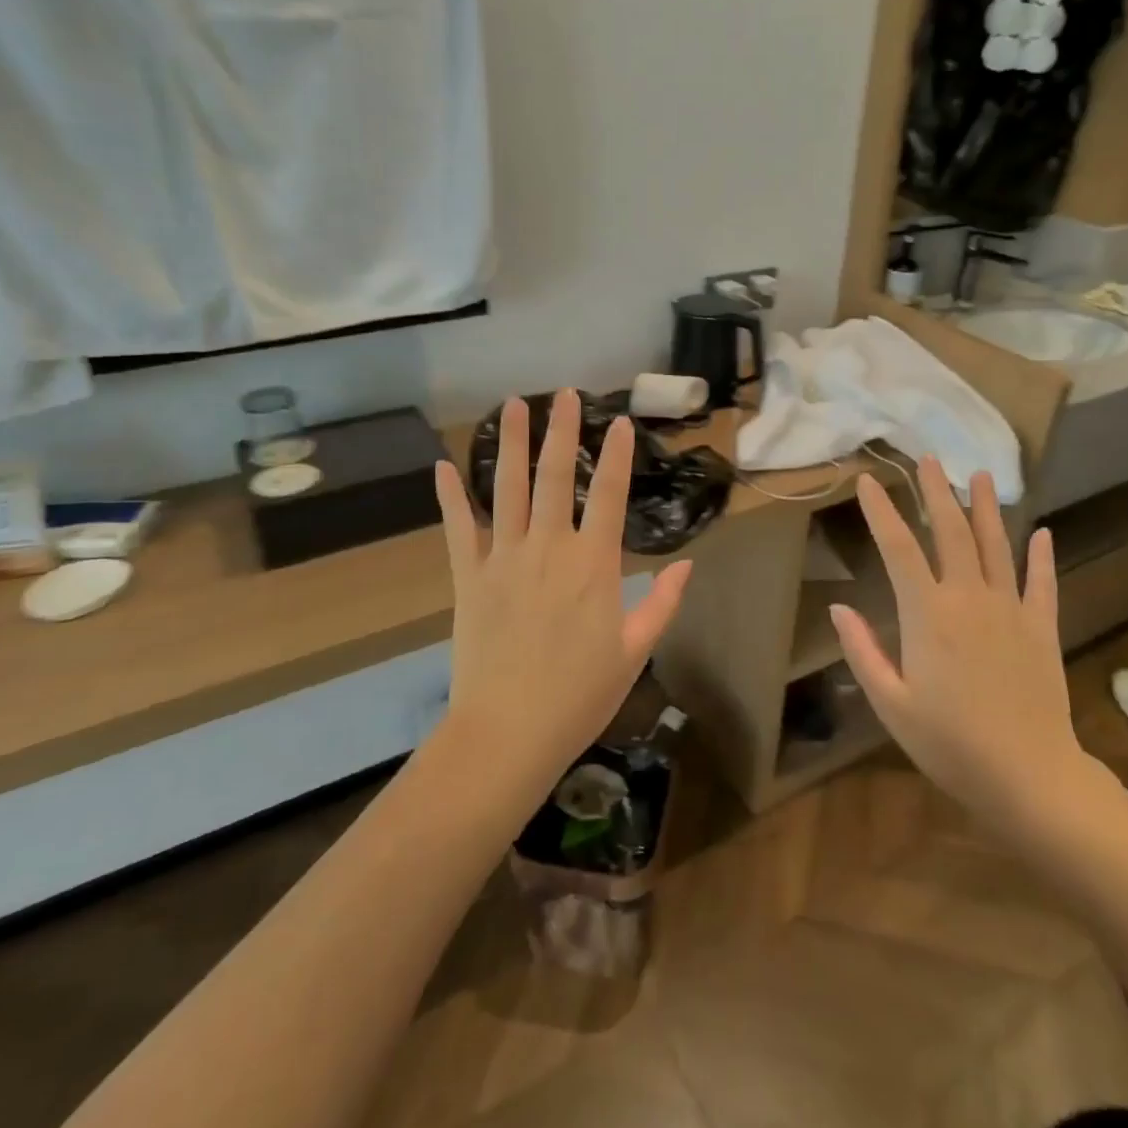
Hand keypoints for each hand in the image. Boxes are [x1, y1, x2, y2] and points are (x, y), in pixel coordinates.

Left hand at [433, 389, 693, 784]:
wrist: (509, 732)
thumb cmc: (580, 696)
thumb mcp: (633, 651)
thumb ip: (662, 603)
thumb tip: (686, 565)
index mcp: (594, 565)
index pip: (610, 495)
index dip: (618, 456)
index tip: (621, 422)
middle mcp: (549, 548)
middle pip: (556, 477)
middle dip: (562, 432)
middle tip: (564, 394)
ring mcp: (503, 559)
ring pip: (507, 489)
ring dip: (511, 445)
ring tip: (513, 406)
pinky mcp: (468, 577)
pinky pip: (458, 529)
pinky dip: (449, 497)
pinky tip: (441, 466)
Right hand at [830, 460, 1100, 840]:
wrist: (1029, 777)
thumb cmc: (949, 743)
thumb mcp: (891, 703)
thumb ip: (863, 650)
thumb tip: (839, 608)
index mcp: (926, 614)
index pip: (898, 548)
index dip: (881, 510)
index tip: (869, 480)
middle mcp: (969, 598)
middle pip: (951, 532)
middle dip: (937, 492)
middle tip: (929, 459)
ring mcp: (1010, 609)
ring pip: (996, 546)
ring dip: (985, 508)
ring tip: (979, 474)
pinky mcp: (1041, 628)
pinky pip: (1041, 583)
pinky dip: (1041, 556)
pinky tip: (1042, 532)